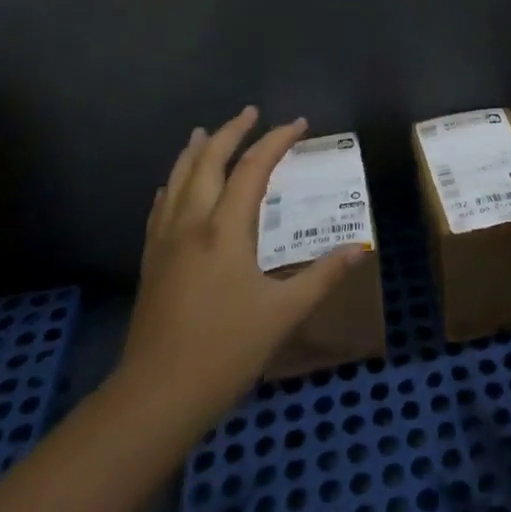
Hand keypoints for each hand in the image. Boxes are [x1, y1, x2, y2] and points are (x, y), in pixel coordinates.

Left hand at [108, 108, 366, 433]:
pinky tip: (172, 185)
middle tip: (251, 112)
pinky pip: (161, 207)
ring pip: (178, 179)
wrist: (153, 399)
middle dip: (231, 131)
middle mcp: (191, 223)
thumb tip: (360, 249)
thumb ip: (322, 277)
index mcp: (225, 229)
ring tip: (205, 131)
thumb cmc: (224, 353)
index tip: (300, 123)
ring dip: (196, 150)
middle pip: (208, 161)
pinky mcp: (151, 261)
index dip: (276, 140)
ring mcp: (165, 241)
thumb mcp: (282, 315)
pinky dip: (173, 184)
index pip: (252, 168)